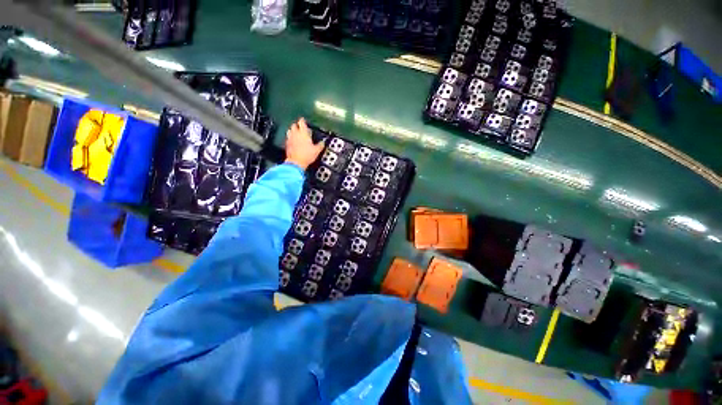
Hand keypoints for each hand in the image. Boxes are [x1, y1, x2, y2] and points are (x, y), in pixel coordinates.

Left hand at [285, 118, 323, 169]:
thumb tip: (323, 143)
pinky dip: (290, 137)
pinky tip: (293, 141)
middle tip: (301, 128)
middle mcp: (295, 134)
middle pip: (294, 125)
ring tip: (296, 133)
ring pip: (289, 130)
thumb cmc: (307, 155)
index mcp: (303, 133)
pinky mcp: (286, 144)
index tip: (304, 121)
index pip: (301, 122)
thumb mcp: (317, 150)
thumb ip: (320, 145)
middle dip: (297, 125)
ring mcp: (290, 138)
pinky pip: (288, 138)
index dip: (303, 120)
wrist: (296, 162)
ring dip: (293, 130)